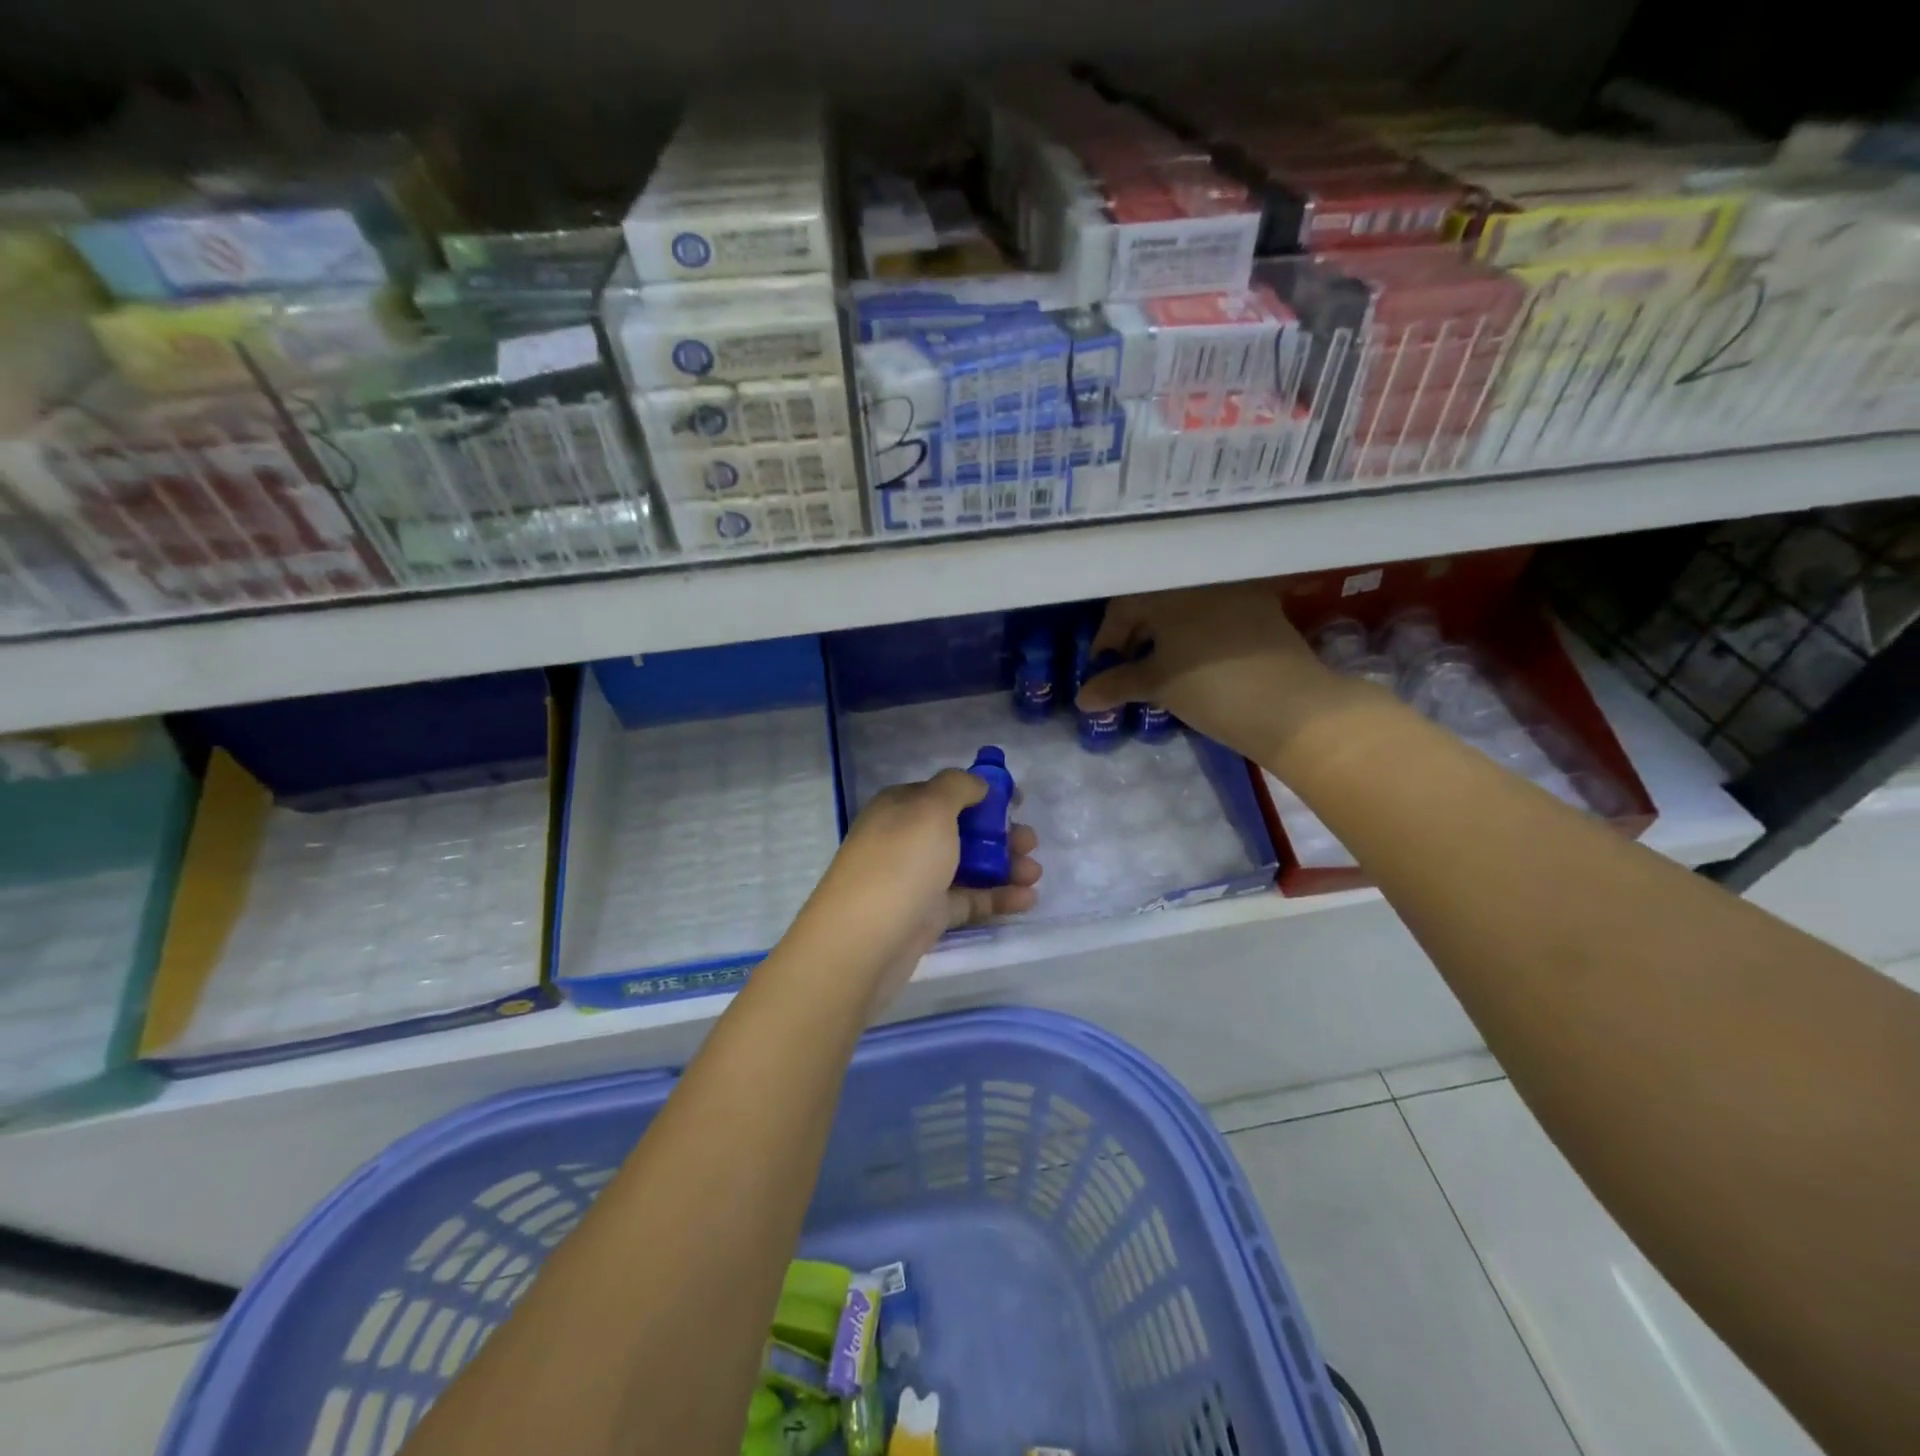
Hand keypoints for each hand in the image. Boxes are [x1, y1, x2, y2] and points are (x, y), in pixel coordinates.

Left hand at [787, 770, 1040, 1016]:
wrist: (862, 941)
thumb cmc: (900, 863)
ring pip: (968, 866)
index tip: (1016, 802)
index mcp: (902, 807)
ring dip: (1004, 866)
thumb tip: (976, 784)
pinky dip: (997, 898)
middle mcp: (907, 839)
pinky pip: (968, 900)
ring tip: (1034, 873)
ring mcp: (917, 879)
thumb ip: (958, 787)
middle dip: (1000, 833)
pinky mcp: (927, 916)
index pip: (947, 792)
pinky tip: (1027, 900)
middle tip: (1030, 843)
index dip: (983, 794)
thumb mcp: (930, 808)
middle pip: (962, 829)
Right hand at [1077, 584, 1366, 765]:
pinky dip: (1199, 634)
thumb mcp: (1158, 686)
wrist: (1291, 706)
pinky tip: (1198, 660)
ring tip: (1160, 664)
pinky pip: (1218, 615)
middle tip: (1126, 666)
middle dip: (1136, 634)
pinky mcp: (1265, 611)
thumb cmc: (1211, 689)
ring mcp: (1238, 593)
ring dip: (1168, 632)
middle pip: (1156, 602)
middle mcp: (1202, 582)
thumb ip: (1116, 685)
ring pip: (1188, 607)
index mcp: (1170, 591)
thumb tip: (1081, 698)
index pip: (1124, 606)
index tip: (1101, 667)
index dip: (1107, 638)